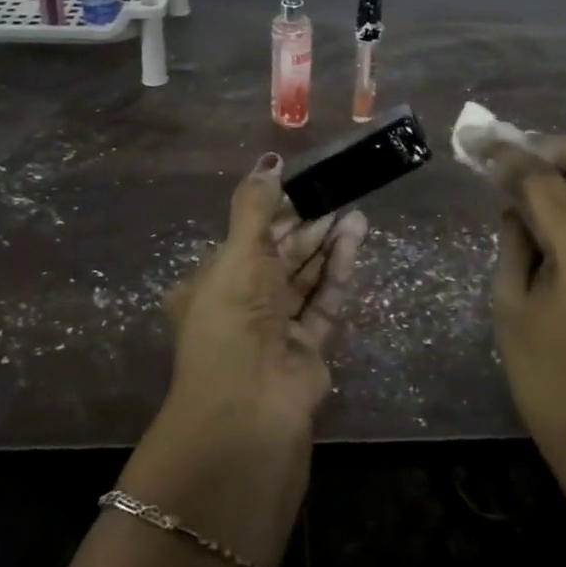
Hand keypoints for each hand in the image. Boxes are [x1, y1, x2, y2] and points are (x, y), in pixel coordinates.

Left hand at [161, 153, 368, 447]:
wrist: (248, 406)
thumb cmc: (233, 316)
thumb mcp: (238, 252)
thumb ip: (255, 205)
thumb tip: (270, 160)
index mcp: (212, 283)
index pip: (247, 237)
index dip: (274, 211)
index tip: (301, 185)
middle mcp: (242, 305)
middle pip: (279, 256)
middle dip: (306, 225)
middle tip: (335, 193)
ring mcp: (275, 329)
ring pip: (305, 277)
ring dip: (326, 243)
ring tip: (354, 210)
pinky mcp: (307, 349)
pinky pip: (323, 301)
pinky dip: (337, 270)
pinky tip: (354, 238)